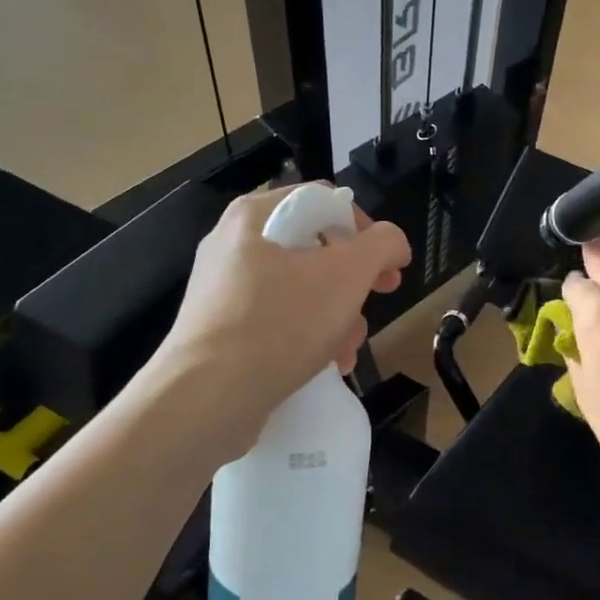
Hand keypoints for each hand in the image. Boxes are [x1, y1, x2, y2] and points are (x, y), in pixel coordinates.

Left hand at [155, 184, 409, 430]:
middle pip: (314, 248)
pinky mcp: (220, 329)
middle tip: (379, 300)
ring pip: (299, 289)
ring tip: (348, 350)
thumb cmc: (280, 323)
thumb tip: (392, 243)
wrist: (206, 398)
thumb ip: (381, 245)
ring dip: (336, 317)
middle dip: (354, 283)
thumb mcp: (347, 275)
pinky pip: (276, 319)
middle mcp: (234, 243)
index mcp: (256, 215)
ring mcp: (223, 288)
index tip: (388, 265)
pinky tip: (326, 366)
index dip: (365, 228)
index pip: (324, 200)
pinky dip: (306, 337)